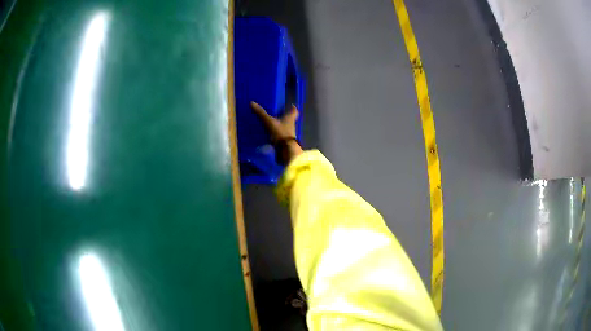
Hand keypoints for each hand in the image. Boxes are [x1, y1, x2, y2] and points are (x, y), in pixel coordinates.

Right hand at [251, 101, 302, 164]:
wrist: (286, 150)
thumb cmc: (280, 133)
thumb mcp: (269, 122)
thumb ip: (261, 113)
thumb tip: (252, 102)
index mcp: (290, 118)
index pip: (294, 111)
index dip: (292, 108)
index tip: (291, 105)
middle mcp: (291, 125)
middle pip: (290, 119)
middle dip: (285, 116)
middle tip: (279, 113)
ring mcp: (289, 134)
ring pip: (286, 126)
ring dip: (280, 124)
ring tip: (272, 122)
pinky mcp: (285, 141)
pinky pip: (281, 134)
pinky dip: (276, 133)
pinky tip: (270, 133)